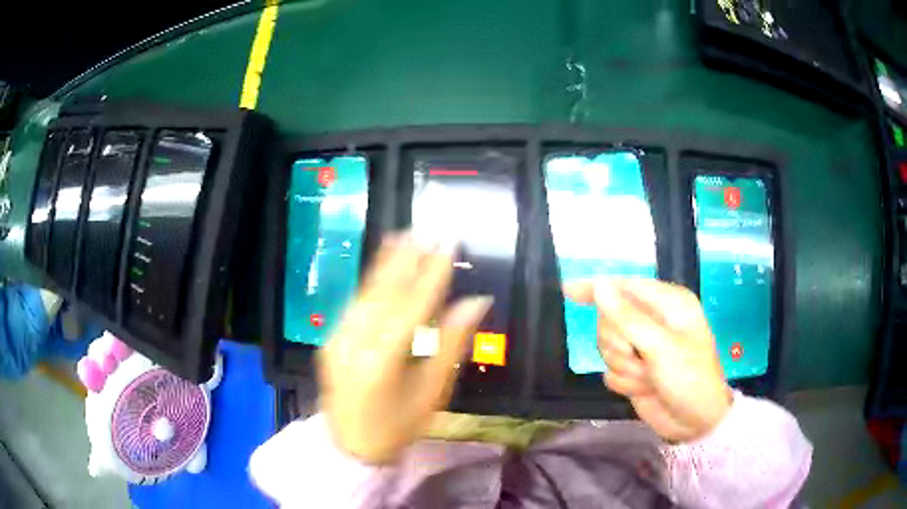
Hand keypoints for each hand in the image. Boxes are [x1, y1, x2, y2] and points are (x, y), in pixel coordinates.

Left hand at [317, 234, 491, 463]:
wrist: (351, 445)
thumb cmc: (399, 426)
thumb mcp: (432, 392)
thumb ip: (452, 343)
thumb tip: (475, 302)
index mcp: (383, 360)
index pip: (414, 305)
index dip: (434, 272)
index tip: (448, 245)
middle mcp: (355, 342)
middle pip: (385, 291)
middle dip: (408, 258)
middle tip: (426, 229)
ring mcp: (337, 338)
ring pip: (366, 293)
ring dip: (386, 262)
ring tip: (405, 236)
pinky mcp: (331, 339)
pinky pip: (355, 304)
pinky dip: (370, 281)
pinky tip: (382, 263)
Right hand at [565, 279, 732, 442]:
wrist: (696, 423)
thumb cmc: (690, 378)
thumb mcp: (661, 347)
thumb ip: (628, 317)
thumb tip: (600, 286)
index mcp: (667, 304)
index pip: (624, 287)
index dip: (596, 289)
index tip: (567, 290)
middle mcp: (654, 321)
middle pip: (610, 320)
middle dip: (620, 344)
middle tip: (640, 357)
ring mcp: (643, 348)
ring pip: (607, 347)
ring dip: (625, 367)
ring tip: (648, 377)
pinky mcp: (634, 370)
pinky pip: (610, 370)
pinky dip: (625, 382)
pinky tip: (645, 388)